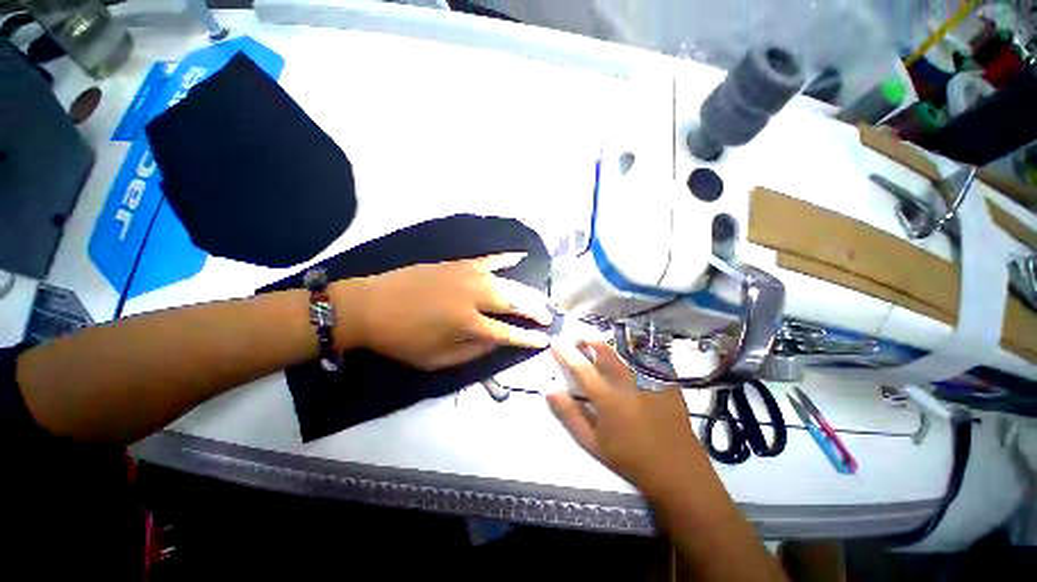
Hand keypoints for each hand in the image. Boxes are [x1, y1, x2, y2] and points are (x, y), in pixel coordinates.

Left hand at [331, 254, 552, 369]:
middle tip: (548, 316)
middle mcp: (474, 297)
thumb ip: (473, 351)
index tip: (545, 339)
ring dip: (527, 291)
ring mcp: (467, 276)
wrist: (370, 305)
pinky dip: (506, 258)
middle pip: (514, 303)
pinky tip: (520, 257)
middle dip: (535, 311)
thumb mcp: (437, 359)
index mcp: (467, 324)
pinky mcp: (458, 264)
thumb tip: (498, 340)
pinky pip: (488, 259)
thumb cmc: (403, 339)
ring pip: (507, 282)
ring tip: (540, 299)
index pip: (508, 332)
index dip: (528, 337)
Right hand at [548, 340, 709, 497]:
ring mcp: (650, 381)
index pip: (581, 367)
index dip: (566, 352)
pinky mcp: (667, 383)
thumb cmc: (629, 460)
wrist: (677, 472)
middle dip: (589, 341)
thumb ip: (569, 415)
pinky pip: (647, 359)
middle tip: (579, 339)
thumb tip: (549, 389)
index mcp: (607, 398)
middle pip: (605, 353)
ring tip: (599, 344)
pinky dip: (633, 354)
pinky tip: (630, 356)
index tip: (556, 340)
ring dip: (609, 346)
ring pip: (625, 353)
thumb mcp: (592, 443)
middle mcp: (628, 383)